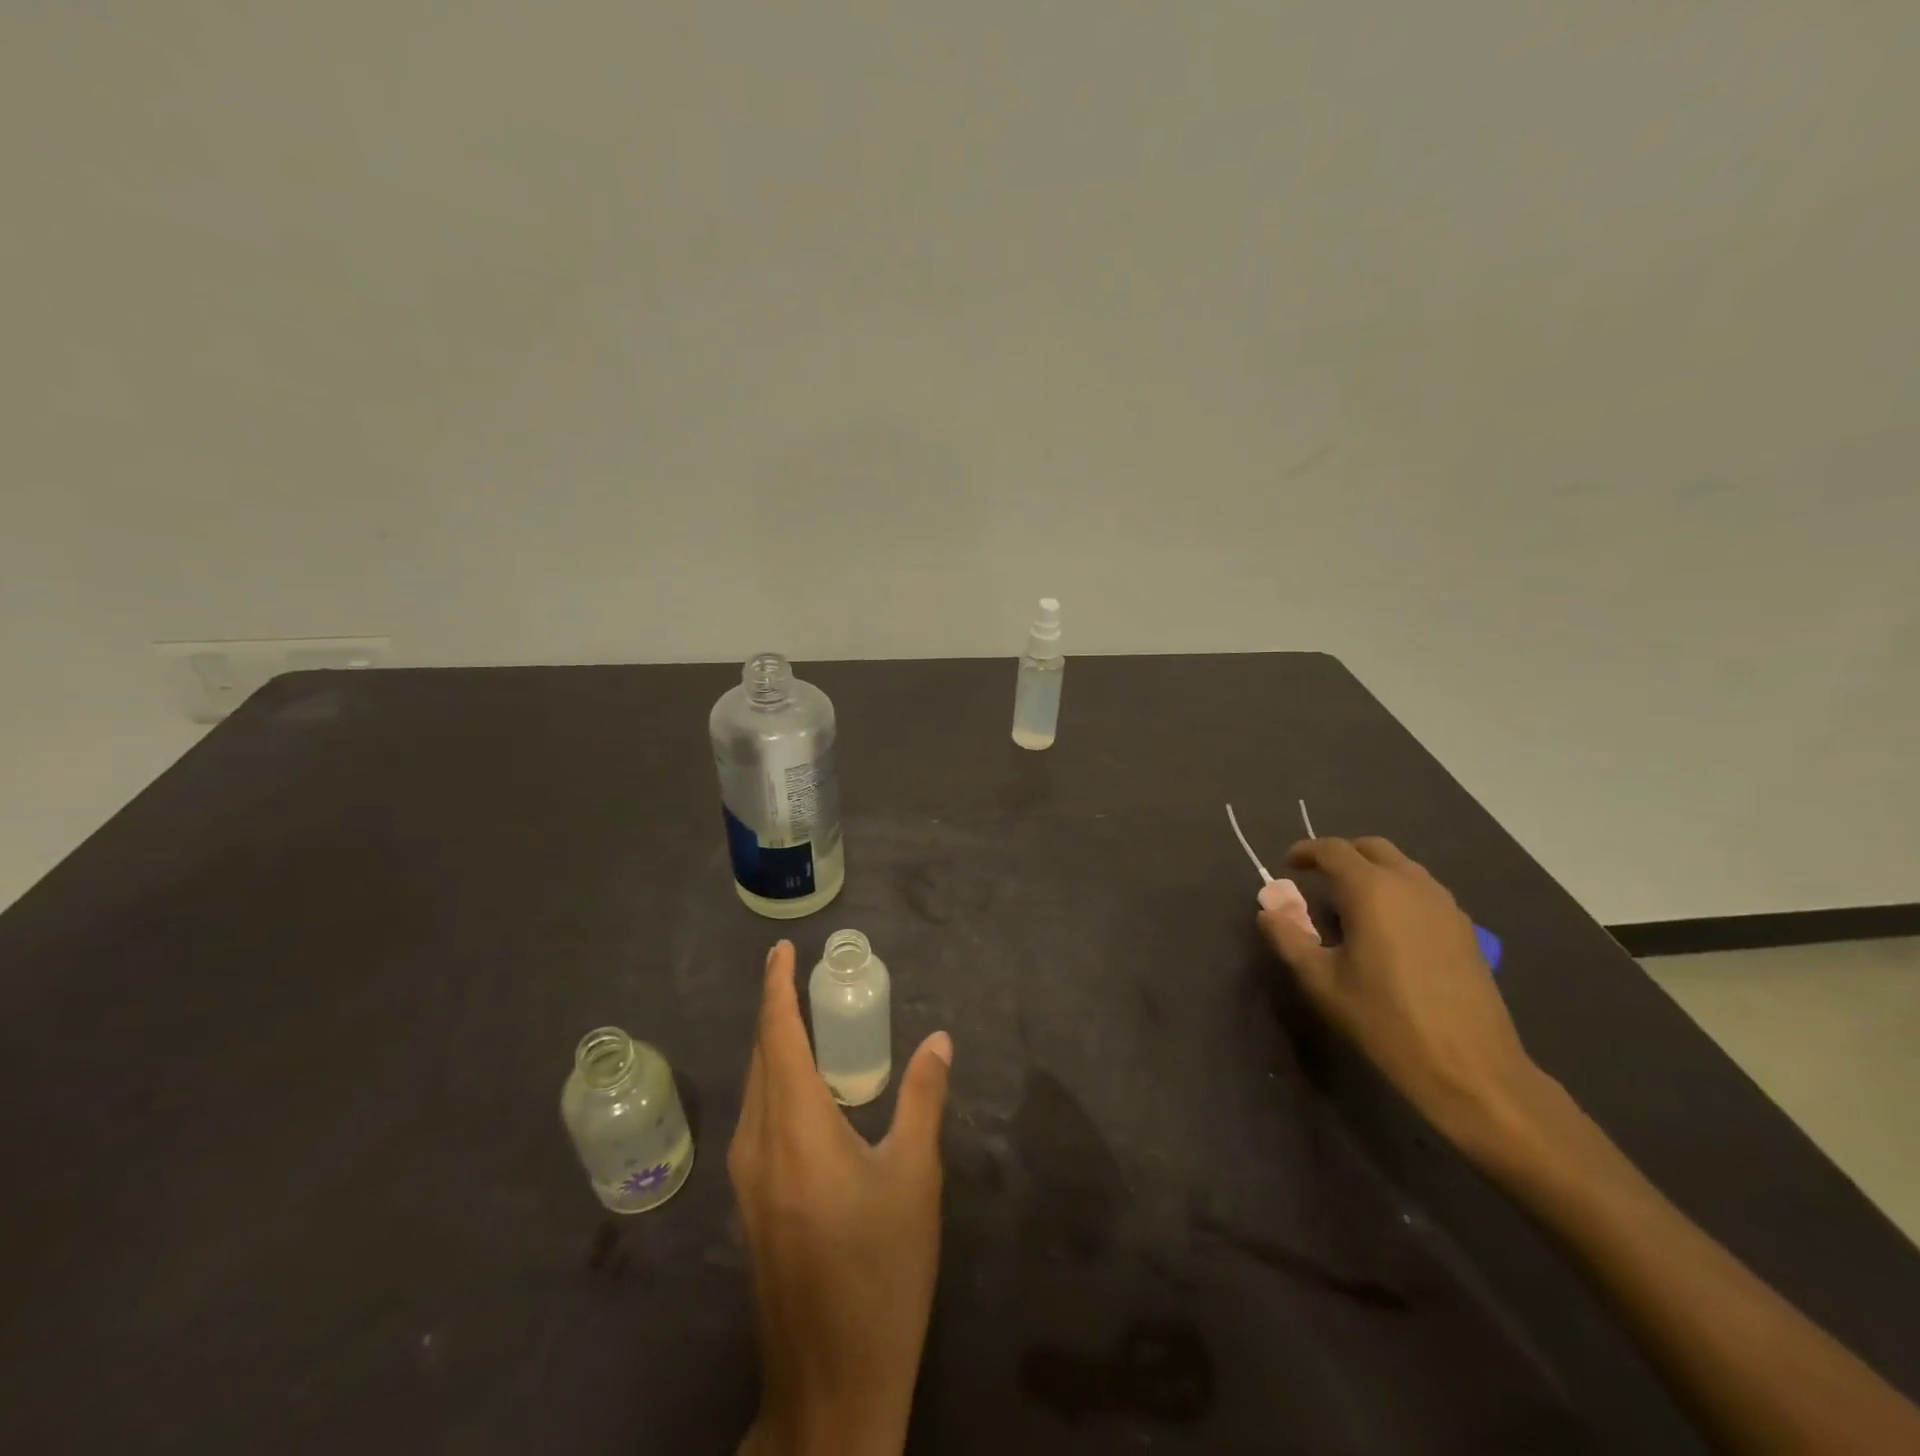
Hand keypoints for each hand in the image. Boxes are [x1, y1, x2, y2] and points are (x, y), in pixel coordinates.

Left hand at [730, 940, 953, 1455]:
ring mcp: (747, 1179)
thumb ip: (924, 1098)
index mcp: (794, 1128)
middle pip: (760, 1057)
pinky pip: (757, 1118)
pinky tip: (806, 1088)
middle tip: (802, 976)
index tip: (782, 949)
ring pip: (755, 1089)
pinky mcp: (752, 1204)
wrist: (832, 1384)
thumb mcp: (914, 1177)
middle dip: (775, 1011)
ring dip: (775, 1047)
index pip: (777, 1036)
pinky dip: (776, 1082)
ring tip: (806, 1019)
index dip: (776, 987)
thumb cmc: (881, 1272)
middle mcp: (757, 1144)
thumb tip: (940, 1039)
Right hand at [1257, 837, 1542, 1156]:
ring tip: (1350, 904)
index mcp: (1372, 890)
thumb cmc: (1384, 1020)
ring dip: (1372, 872)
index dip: (1305, 852)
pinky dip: (1397, 892)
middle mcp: (1411, 885)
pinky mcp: (1465, 929)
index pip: (1332, 850)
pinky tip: (1387, 929)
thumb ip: (1288, 938)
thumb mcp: (1320, 981)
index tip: (1287, 865)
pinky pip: (1423, 891)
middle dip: (1341, 855)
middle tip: (1317, 878)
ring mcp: (1444, 905)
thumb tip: (1268, 911)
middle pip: (1372, 848)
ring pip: (1402, 867)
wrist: (1470, 1068)